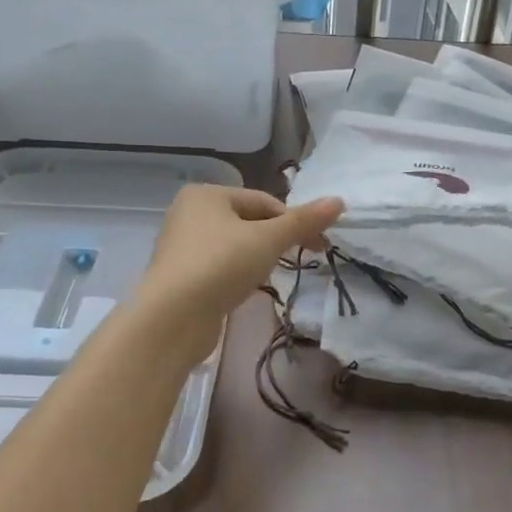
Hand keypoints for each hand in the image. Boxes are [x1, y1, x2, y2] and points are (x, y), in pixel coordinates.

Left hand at [134, 185, 342, 358]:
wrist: (172, 317)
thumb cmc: (220, 265)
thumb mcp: (268, 240)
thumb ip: (303, 221)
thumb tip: (338, 201)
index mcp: (206, 194)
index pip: (264, 201)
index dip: (295, 222)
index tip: (319, 246)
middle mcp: (189, 213)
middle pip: (248, 221)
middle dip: (275, 240)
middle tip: (299, 260)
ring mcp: (181, 246)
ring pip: (234, 245)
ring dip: (257, 258)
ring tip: (270, 276)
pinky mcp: (180, 276)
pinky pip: (219, 267)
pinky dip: (237, 274)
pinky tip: (245, 289)